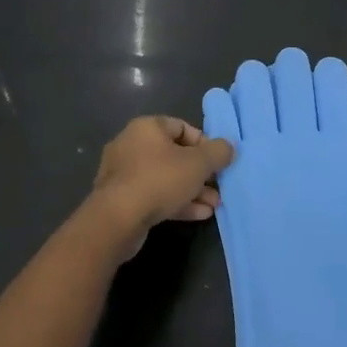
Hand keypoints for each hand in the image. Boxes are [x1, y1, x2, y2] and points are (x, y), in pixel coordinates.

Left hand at [89, 115, 234, 258]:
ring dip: (192, 190)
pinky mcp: (122, 199)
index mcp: (147, 128)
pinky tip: (199, 214)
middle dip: (200, 173)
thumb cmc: (160, 180)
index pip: (182, 127)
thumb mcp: (199, 164)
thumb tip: (229, 146)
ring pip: (166, 178)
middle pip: (175, 155)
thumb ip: (218, 152)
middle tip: (219, 186)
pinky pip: (154, 195)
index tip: (219, 160)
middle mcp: (132, 145)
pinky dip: (176, 202)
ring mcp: (124, 174)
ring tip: (214, 205)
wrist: (117, 219)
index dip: (204, 143)